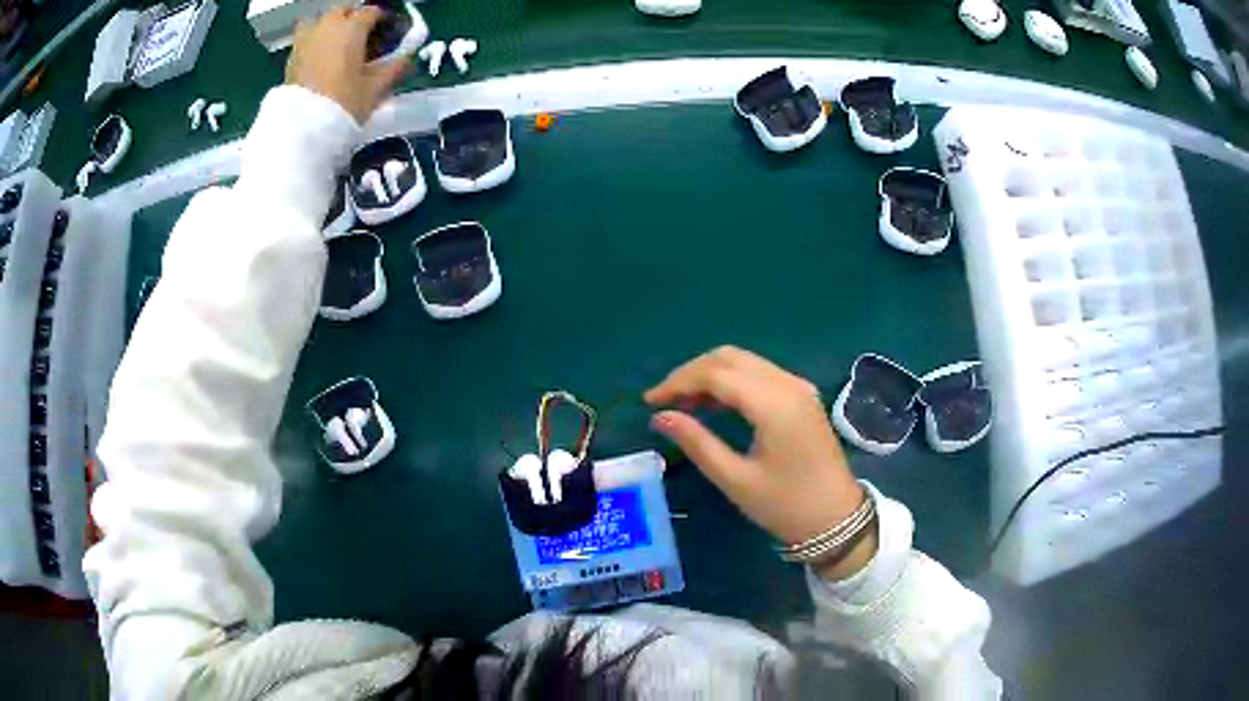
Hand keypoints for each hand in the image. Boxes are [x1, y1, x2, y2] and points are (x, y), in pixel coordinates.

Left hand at [286, 7, 408, 123]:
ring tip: (338, 43)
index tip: (388, 33)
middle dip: (354, 18)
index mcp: (352, 27)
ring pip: (321, 20)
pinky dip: (316, 41)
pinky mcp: (291, 56)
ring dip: (331, 26)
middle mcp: (328, 25)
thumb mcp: (376, 87)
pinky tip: (321, 57)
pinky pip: (307, 37)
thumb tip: (408, 58)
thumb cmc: (343, 103)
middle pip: (344, 10)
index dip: (383, 21)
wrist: (302, 128)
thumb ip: (395, 67)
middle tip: (363, 37)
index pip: (373, 12)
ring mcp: (306, 39)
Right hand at [645, 347, 875, 580]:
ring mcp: (798, 387)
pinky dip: (731, 382)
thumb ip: (697, 443)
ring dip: (710, 375)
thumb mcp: (736, 479)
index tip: (649, 402)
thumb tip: (659, 417)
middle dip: (691, 374)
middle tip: (664, 401)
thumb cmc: (785, 505)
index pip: (716, 374)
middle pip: (729, 358)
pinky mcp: (802, 396)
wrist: (836, 518)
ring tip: (682, 404)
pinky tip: (713, 404)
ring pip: (744, 363)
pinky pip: (759, 374)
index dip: (678, 382)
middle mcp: (788, 384)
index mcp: (774, 404)